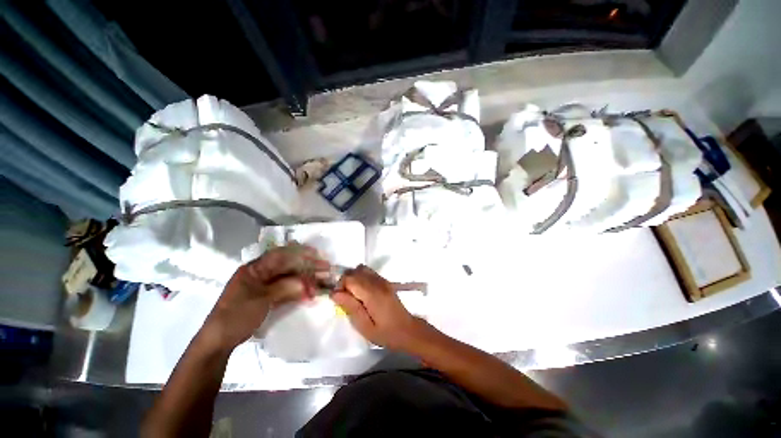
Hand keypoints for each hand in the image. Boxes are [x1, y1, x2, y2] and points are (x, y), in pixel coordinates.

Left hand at [203, 244, 328, 350]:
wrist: (219, 341)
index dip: (299, 253)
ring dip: (305, 280)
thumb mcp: (261, 301)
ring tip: (321, 283)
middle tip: (325, 269)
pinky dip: (298, 291)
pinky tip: (309, 293)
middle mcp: (260, 273)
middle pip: (288, 266)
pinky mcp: (267, 297)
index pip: (280, 255)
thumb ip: (285, 288)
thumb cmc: (236, 317)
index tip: (317, 254)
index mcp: (254, 269)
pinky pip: (287, 289)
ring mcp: (264, 285)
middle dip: (307, 267)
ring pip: (289, 278)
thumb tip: (307, 283)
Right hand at [331, 265, 425, 350]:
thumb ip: (350, 308)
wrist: (407, 330)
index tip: (339, 300)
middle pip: (355, 271)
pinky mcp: (385, 281)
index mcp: (372, 293)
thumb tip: (335, 293)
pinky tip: (363, 293)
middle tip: (345, 298)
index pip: (350, 278)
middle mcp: (378, 282)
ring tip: (353, 295)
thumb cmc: (385, 333)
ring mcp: (383, 280)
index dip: (340, 286)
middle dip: (345, 281)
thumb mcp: (365, 327)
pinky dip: (361, 278)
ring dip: (353, 278)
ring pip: (362, 269)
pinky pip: (369, 272)